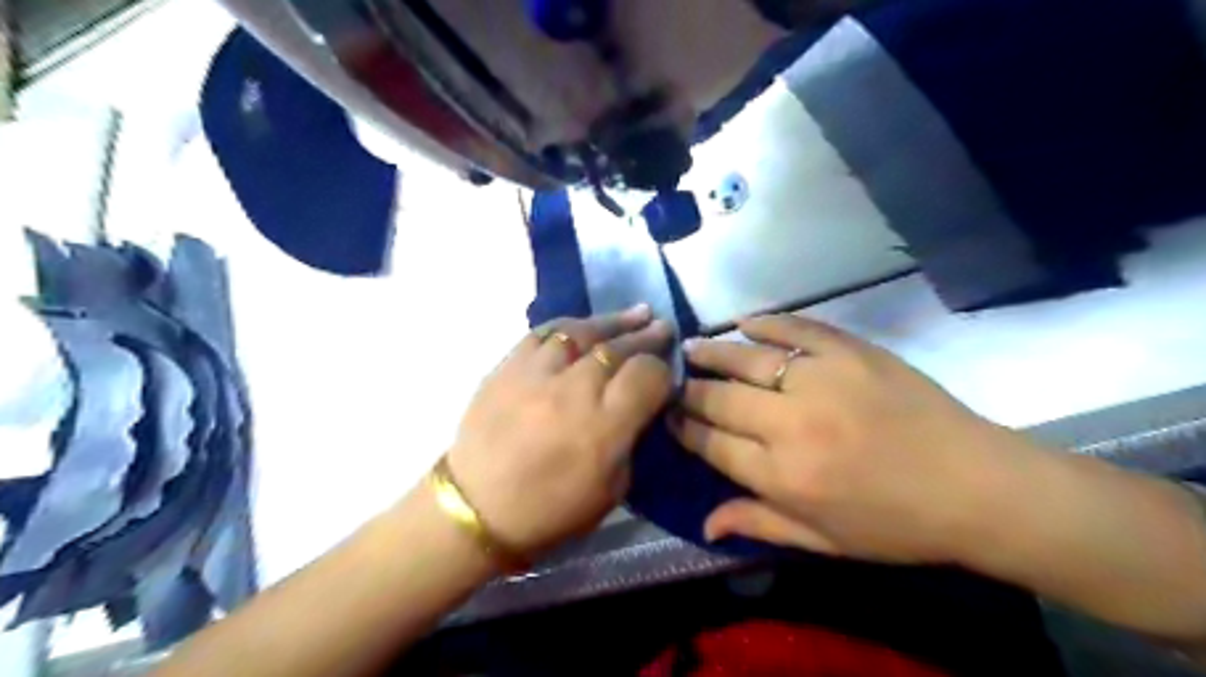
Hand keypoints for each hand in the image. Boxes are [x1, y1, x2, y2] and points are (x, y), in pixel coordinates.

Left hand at [447, 307, 673, 560]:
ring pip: (583, 331)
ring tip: (636, 313)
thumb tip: (640, 408)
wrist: (477, 508)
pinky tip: (585, 324)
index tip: (665, 375)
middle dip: (646, 336)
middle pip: (619, 348)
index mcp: (605, 424)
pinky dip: (570, 326)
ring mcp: (537, 372)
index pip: (647, 375)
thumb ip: (632, 440)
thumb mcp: (613, 489)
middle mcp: (574, 389)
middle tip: (663, 327)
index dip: (663, 370)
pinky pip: (543, 333)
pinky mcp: (508, 366)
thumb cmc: (551, 509)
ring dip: (614, 321)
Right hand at [675, 316, 1009, 563]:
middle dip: (688, 391)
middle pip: (720, 399)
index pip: (712, 445)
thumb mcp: (824, 541)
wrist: (977, 487)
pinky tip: (744, 321)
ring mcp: (821, 381)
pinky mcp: (850, 352)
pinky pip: (798, 329)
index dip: (683, 429)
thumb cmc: (896, 524)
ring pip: (748, 360)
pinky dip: (768, 322)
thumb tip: (703, 523)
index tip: (667, 417)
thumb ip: (759, 523)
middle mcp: (790, 425)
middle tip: (671, 381)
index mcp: (782, 476)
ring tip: (690, 347)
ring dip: (713, 353)